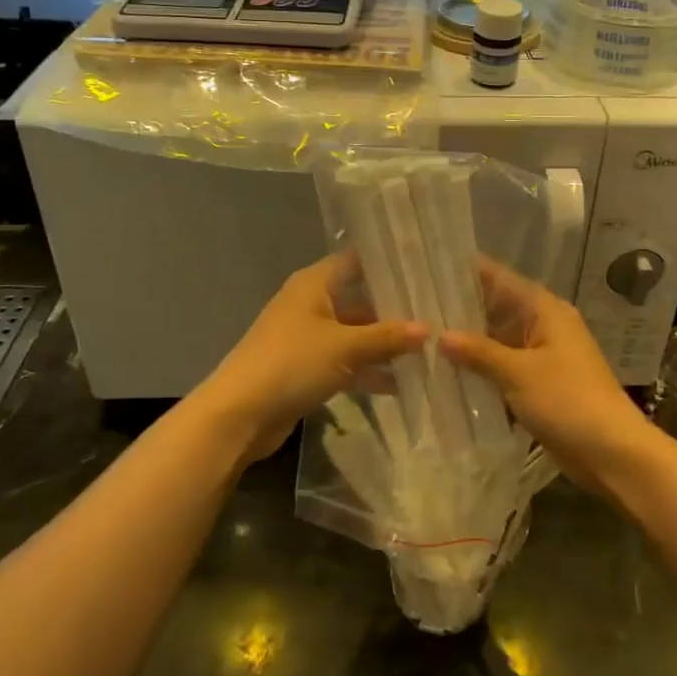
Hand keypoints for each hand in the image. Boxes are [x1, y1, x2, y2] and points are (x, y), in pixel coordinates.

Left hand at [197, 253, 427, 463]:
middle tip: (437, 315)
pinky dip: (367, 370)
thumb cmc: (292, 363)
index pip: (356, 261)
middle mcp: (310, 304)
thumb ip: (387, 336)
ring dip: (383, 345)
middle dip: (394, 311)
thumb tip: (428, 329)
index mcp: (314, 284)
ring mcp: (307, 338)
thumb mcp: (345, 347)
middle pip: (359, 300)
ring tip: (427, 353)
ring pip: (354, 334)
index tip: (424, 268)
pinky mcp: (306, 369)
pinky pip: (345, 362)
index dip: (387, 264)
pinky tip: (400, 384)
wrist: (240, 414)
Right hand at [438, 262, 652, 487]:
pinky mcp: (538, 383)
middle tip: (413, 306)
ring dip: (467, 342)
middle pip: (495, 308)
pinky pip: (502, 366)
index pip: (499, 278)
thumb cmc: (568, 400)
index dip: (465, 272)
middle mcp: (543, 325)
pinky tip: (446, 371)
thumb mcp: (518, 373)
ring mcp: (541, 355)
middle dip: (459, 310)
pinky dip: (480, 368)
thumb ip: (478, 351)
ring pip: (496, 339)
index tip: (428, 267)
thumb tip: (439, 335)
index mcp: (544, 309)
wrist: (612, 452)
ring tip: (420, 336)